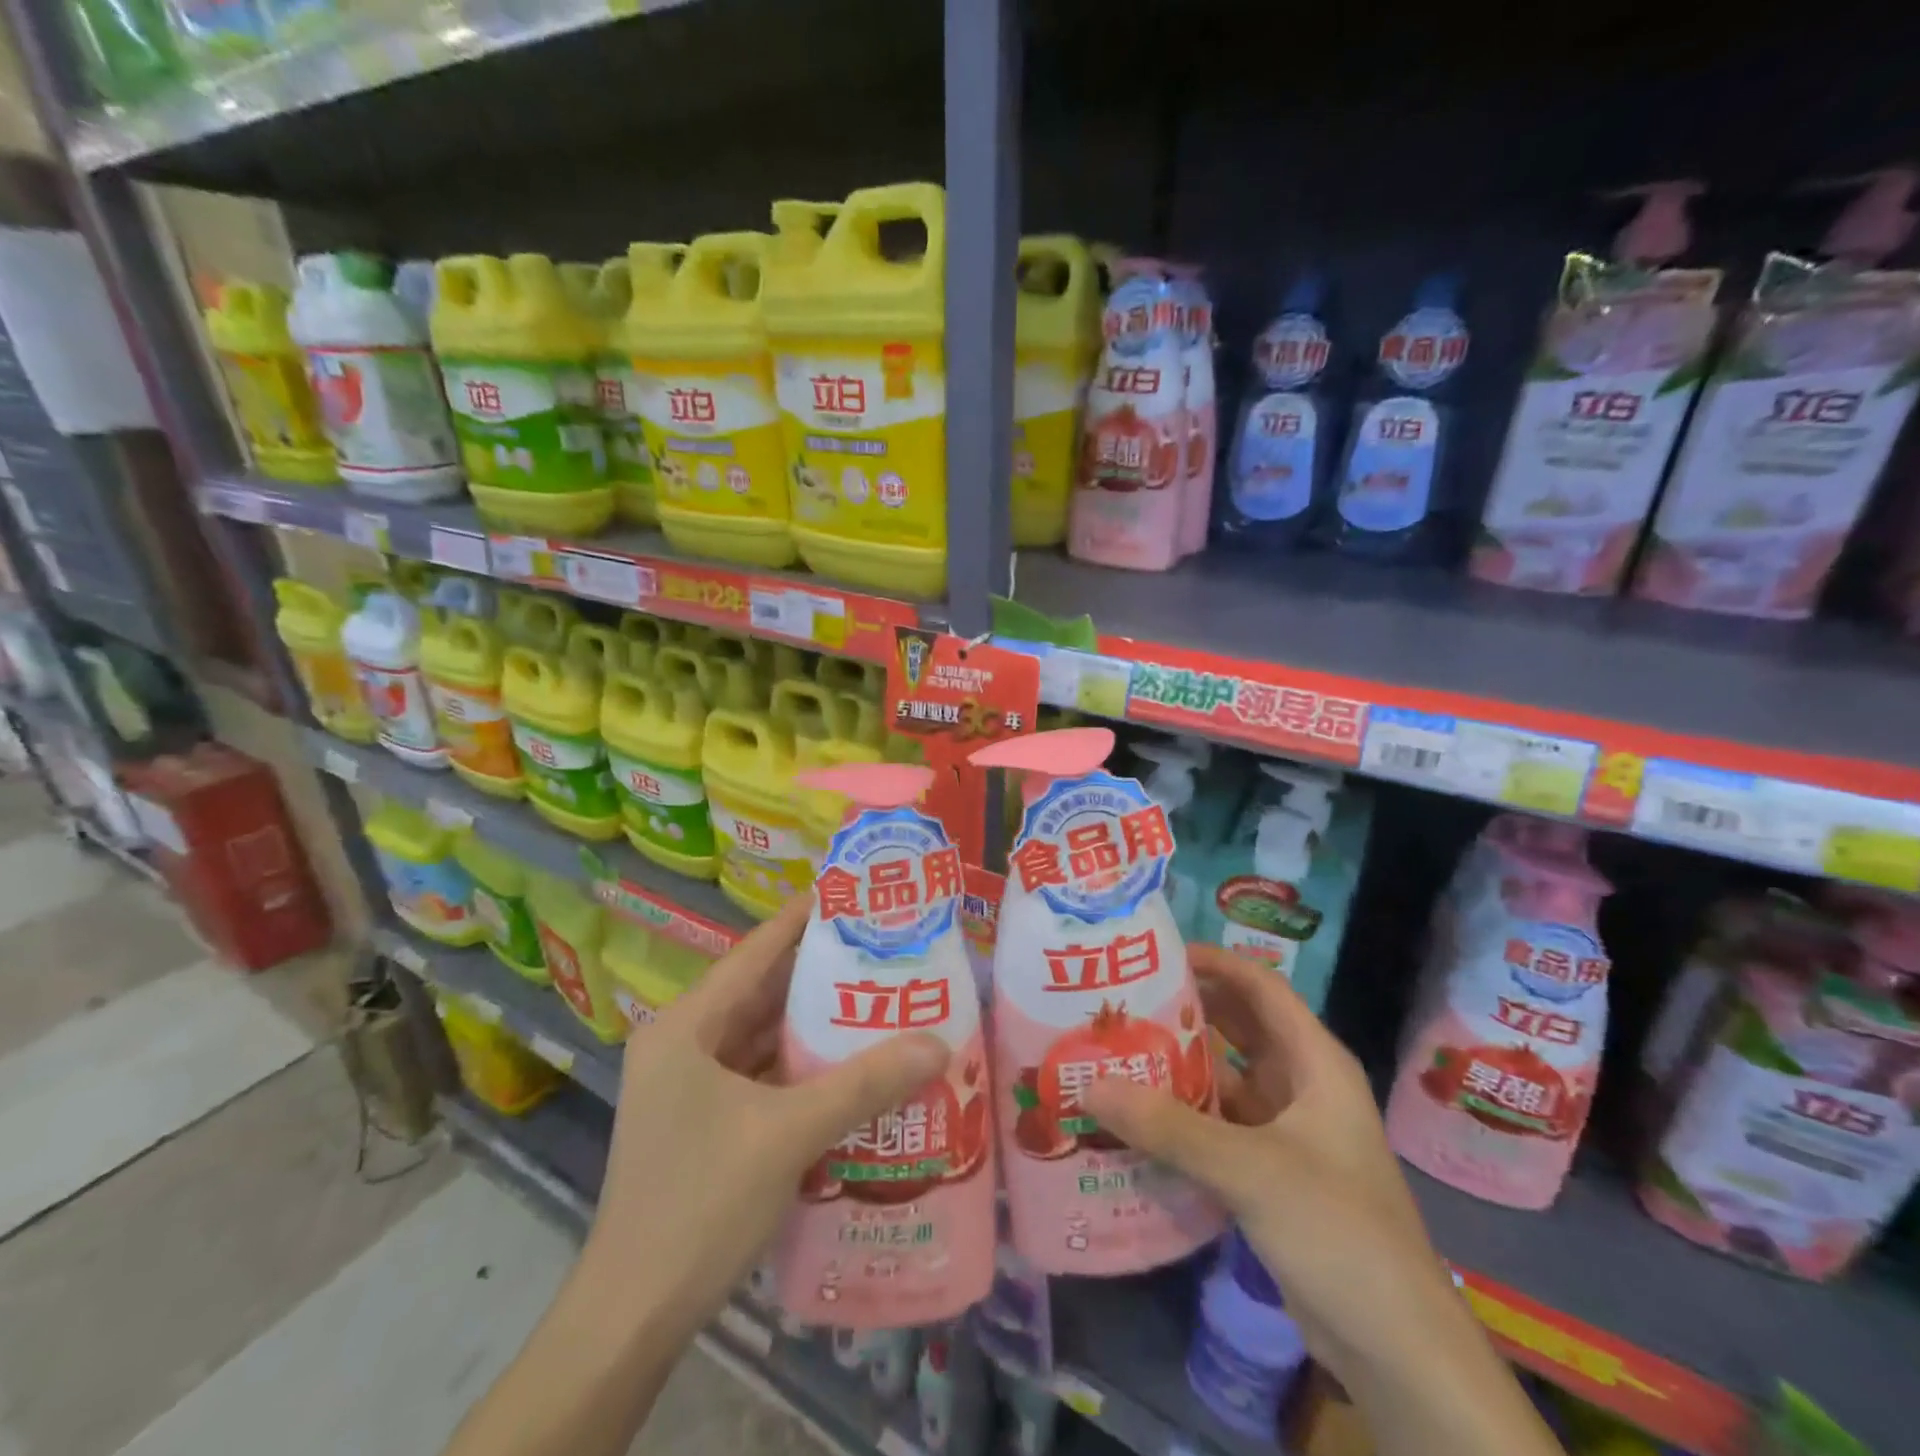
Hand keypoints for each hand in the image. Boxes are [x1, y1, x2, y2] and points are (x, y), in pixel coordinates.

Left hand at [582, 895, 949, 1338]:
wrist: (632, 1320)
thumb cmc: (700, 1205)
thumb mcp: (789, 1134)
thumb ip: (864, 1084)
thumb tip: (938, 1043)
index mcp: (686, 1026)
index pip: (755, 952)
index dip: (802, 918)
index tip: (851, 892)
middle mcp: (682, 1043)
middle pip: (760, 991)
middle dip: (819, 972)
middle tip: (882, 949)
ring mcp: (688, 1085)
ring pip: (761, 1036)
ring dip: (812, 1024)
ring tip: (876, 998)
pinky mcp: (701, 1121)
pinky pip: (759, 1074)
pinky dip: (799, 1066)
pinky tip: (847, 1064)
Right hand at [1081, 945, 1461, 1389]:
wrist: (1398, 1349)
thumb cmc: (1339, 1231)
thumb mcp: (1251, 1170)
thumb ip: (1170, 1127)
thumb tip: (1092, 1086)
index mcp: (1315, 1063)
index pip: (1261, 987)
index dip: (1215, 962)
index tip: (1157, 953)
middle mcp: (1302, 1086)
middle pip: (1239, 1028)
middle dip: (1186, 1011)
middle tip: (1123, 1000)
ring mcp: (1289, 1132)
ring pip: (1227, 1079)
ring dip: (1180, 1066)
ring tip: (1118, 1051)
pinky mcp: (1273, 1173)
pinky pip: (1221, 1126)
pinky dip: (1185, 1117)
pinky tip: (1138, 1118)